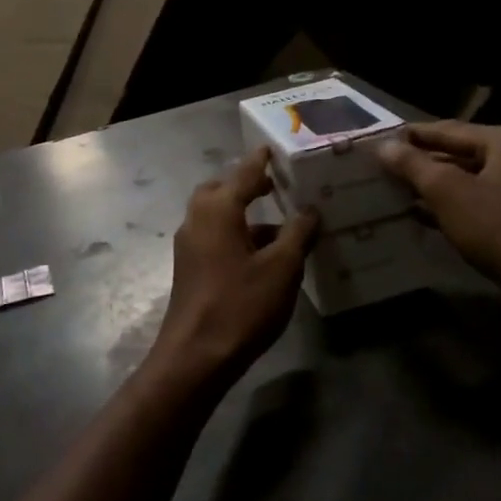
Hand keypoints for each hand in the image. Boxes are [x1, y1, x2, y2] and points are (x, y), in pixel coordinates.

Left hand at [148, 149, 318, 388]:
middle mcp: (197, 219)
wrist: (196, 355)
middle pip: (222, 190)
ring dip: (245, 213)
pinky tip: (265, 253)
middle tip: (276, 184)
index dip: (261, 160)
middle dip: (248, 184)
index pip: (244, 172)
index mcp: (218, 209)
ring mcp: (190, 245)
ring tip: (282, 222)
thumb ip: (298, 233)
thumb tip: (310, 210)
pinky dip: (238, 234)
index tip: (274, 146)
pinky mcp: (190, 267)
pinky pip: (216, 236)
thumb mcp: (282, 268)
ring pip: (218, 215)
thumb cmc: (241, 304)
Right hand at [377, 122, 500, 311]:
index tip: (381, 139)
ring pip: (469, 181)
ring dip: (434, 187)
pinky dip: (452, 207)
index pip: (448, 130)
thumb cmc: (500, 228)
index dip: (413, 135)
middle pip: (460, 153)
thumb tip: (385, 146)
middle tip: (384, 167)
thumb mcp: (448, 192)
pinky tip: (425, 216)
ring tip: (397, 191)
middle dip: (423, 162)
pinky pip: (479, 204)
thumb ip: (414, 165)